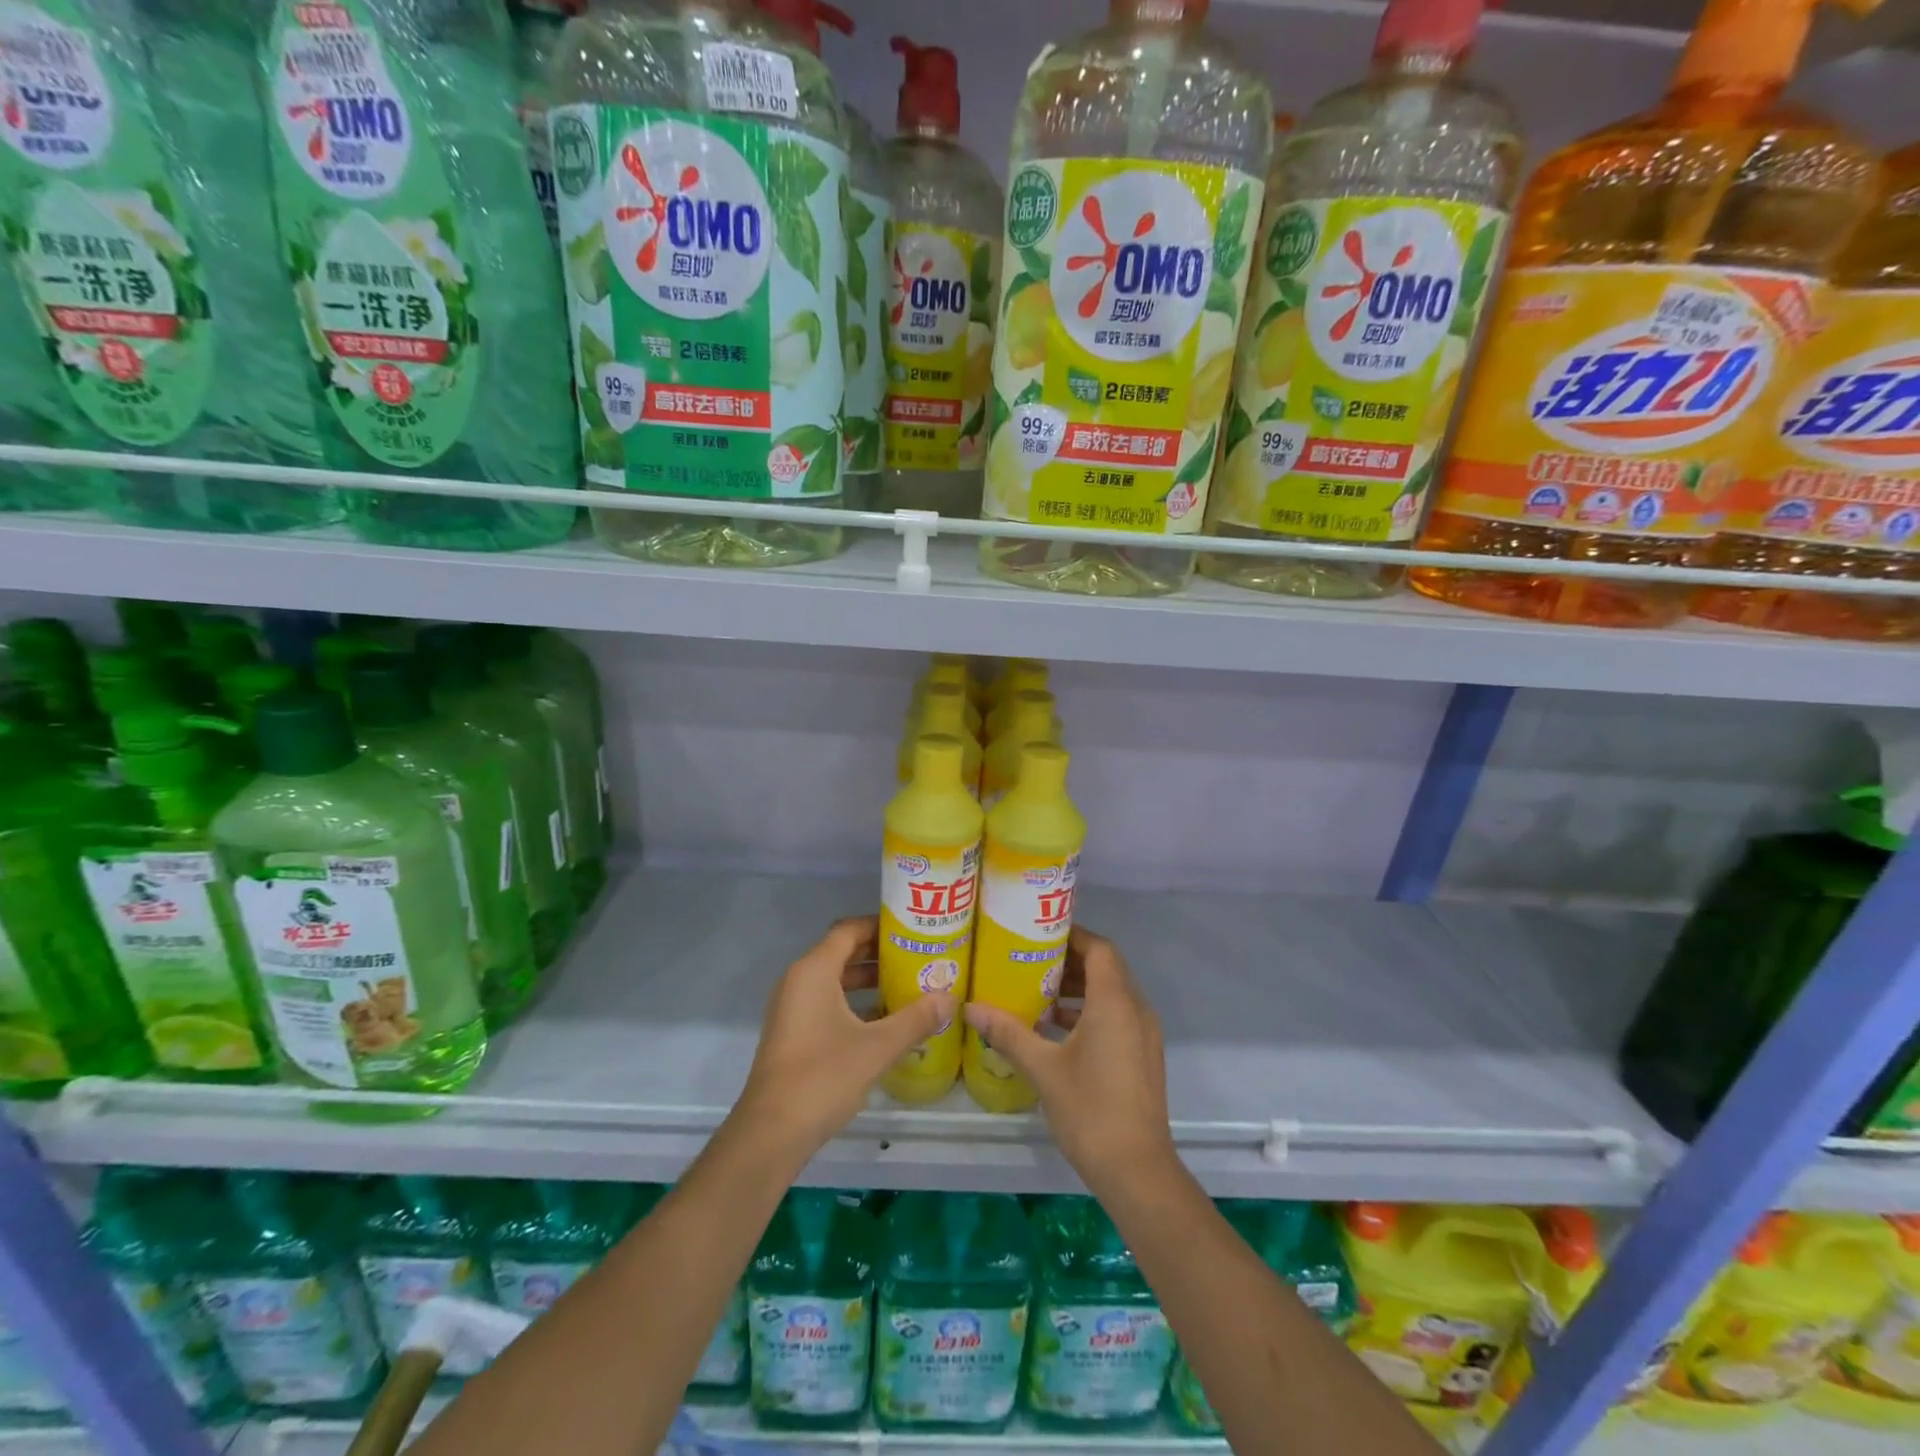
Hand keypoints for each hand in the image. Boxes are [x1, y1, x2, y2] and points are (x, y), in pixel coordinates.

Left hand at [733, 916, 952, 1159]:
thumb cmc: (823, 1076)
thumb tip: (950, 998)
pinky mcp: (794, 1033)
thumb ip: (916, 1019)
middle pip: (843, 952)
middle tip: (919, 957)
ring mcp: (793, 1008)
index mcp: (814, 970)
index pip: (849, 929)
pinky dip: (855, 1003)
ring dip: (870, 981)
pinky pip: (828, 1002)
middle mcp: (799, 980)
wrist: (771, 1133)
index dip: (881, 925)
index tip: (913, 930)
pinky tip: (886, 1021)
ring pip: (836, 980)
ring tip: (909, 985)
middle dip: (880, 954)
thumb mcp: (877, 1046)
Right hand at [962, 926, 1177, 1192]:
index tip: (1039, 932)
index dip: (1072, 934)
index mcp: (1115, 1002)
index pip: (1099, 949)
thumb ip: (1008, 1033)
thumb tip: (971, 1008)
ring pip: (1112, 994)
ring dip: (1079, 988)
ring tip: (1038, 991)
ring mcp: (1144, 1035)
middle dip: (1070, 960)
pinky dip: (1090, 1012)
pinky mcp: (1143, 1056)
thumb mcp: (1043, 1068)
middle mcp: (1135, 1010)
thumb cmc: (1090, 1109)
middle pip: (1106, 968)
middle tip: (1030, 959)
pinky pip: (1117, 1016)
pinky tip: (1056, 1029)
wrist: (1137, 1170)